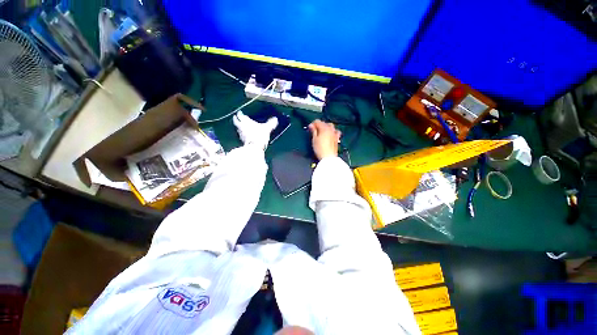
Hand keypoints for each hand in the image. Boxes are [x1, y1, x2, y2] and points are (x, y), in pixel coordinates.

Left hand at [233, 111, 277, 149]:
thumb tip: (275, 119)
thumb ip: (271, 123)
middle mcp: (241, 126)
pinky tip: (245, 135)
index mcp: (246, 121)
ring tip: (241, 126)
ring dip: (239, 127)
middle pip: (236, 122)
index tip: (239, 113)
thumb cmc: (259, 135)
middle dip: (236, 119)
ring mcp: (241, 134)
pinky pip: (241, 135)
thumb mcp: (267, 128)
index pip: (240, 115)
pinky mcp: (242, 141)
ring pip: (238, 129)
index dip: (240, 114)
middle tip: (236, 118)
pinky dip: (242, 134)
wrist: (254, 147)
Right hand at [308, 120, 340, 159]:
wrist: (328, 157)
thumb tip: (311, 125)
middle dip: (319, 125)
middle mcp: (330, 129)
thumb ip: (313, 131)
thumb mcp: (314, 139)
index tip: (309, 129)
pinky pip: (335, 131)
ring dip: (326, 127)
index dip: (312, 124)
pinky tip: (330, 134)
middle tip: (314, 131)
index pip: (317, 121)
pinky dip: (332, 131)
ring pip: (331, 126)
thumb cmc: (319, 148)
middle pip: (324, 123)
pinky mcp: (337, 138)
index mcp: (324, 128)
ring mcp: (335, 133)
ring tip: (322, 132)